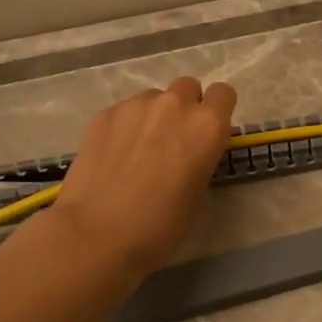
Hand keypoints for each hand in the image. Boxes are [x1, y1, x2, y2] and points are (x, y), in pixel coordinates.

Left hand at [49, 76, 237, 276]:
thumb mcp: (198, 195)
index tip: (208, 133)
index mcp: (207, 126)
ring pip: (153, 98)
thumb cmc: (160, 226)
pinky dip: (125, 127)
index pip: (224, 94)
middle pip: (188, 87)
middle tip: (173, 141)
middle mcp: (175, 105)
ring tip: (138, 151)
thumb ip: (201, 160)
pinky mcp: (104, 114)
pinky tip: (114, 157)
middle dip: (185, 108)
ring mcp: (135, 106)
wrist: (96, 234)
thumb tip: (189, 152)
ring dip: (153, 116)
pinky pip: (124, 111)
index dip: (217, 111)